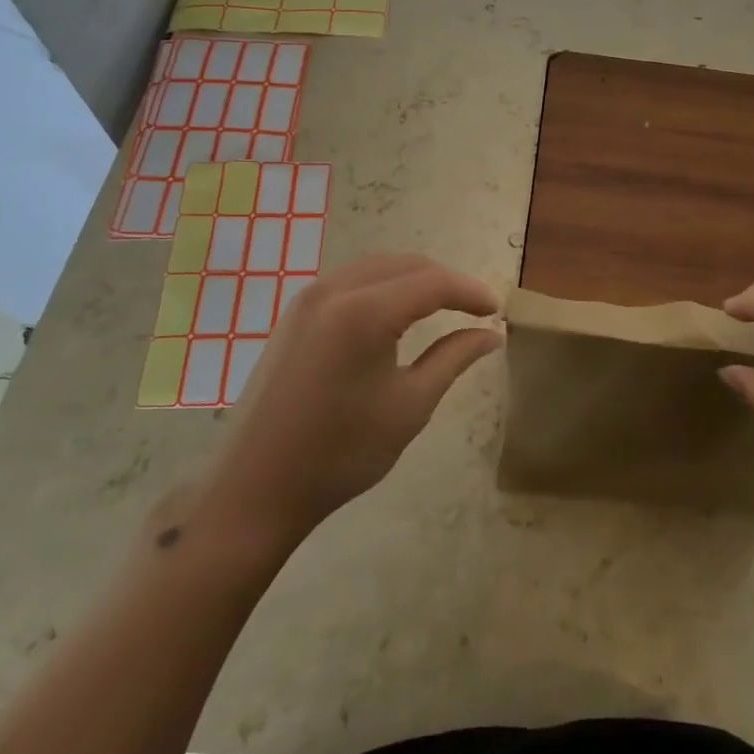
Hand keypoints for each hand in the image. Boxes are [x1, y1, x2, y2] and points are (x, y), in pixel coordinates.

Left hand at [198, 254, 501, 549]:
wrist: (256, 488)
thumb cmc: (342, 452)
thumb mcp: (411, 406)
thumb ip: (454, 358)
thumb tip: (491, 334)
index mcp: (366, 311)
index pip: (433, 282)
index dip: (470, 292)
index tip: (496, 310)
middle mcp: (335, 290)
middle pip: (405, 265)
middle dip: (444, 281)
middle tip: (473, 310)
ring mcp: (308, 298)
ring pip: (376, 267)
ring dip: (413, 280)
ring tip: (441, 307)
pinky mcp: (294, 313)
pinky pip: (350, 281)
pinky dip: (383, 287)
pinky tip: (395, 314)